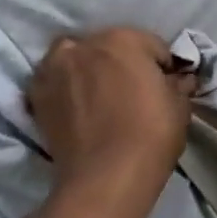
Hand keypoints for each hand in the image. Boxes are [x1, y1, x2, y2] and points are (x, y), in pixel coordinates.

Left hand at [29, 28, 194, 211]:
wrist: (105, 179)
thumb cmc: (150, 134)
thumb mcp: (179, 106)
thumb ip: (177, 84)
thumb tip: (179, 80)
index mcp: (125, 39)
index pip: (152, 46)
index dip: (162, 67)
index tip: (165, 87)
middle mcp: (87, 45)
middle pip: (110, 47)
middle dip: (122, 63)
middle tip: (132, 92)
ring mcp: (57, 69)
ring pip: (74, 55)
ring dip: (86, 66)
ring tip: (97, 94)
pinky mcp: (37, 96)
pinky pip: (52, 80)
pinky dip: (62, 85)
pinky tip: (74, 104)